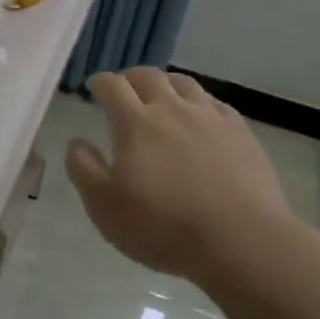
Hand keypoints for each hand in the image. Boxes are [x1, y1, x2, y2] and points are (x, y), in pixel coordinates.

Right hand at [66, 68, 300, 285]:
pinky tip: (200, 117)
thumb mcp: (104, 206)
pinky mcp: (241, 133)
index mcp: (135, 122)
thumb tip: (77, 142)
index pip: (112, 85)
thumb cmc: (163, 226)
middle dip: (131, 78)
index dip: (100, 83)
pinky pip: (216, 103)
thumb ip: (83, 169)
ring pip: (184, 83)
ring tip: (161, 97)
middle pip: (148, 76)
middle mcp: (172, 109)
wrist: (242, 242)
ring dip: (166, 84)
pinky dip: (200, 102)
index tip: (95, 89)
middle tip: (125, 91)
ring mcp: (210, 118)